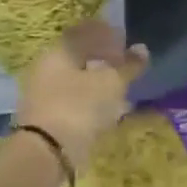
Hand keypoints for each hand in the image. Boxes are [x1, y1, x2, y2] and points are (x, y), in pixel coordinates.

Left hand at [15, 23, 148, 172]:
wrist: (48, 153)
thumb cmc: (79, 107)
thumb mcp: (110, 83)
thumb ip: (128, 66)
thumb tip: (142, 49)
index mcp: (58, 52)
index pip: (83, 33)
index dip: (106, 35)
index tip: (126, 42)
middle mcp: (46, 70)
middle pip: (79, 58)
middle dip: (103, 61)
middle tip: (126, 68)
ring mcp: (44, 96)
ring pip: (77, 83)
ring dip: (99, 85)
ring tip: (122, 93)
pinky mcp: (49, 120)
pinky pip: (75, 104)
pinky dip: (92, 104)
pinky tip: (108, 113)